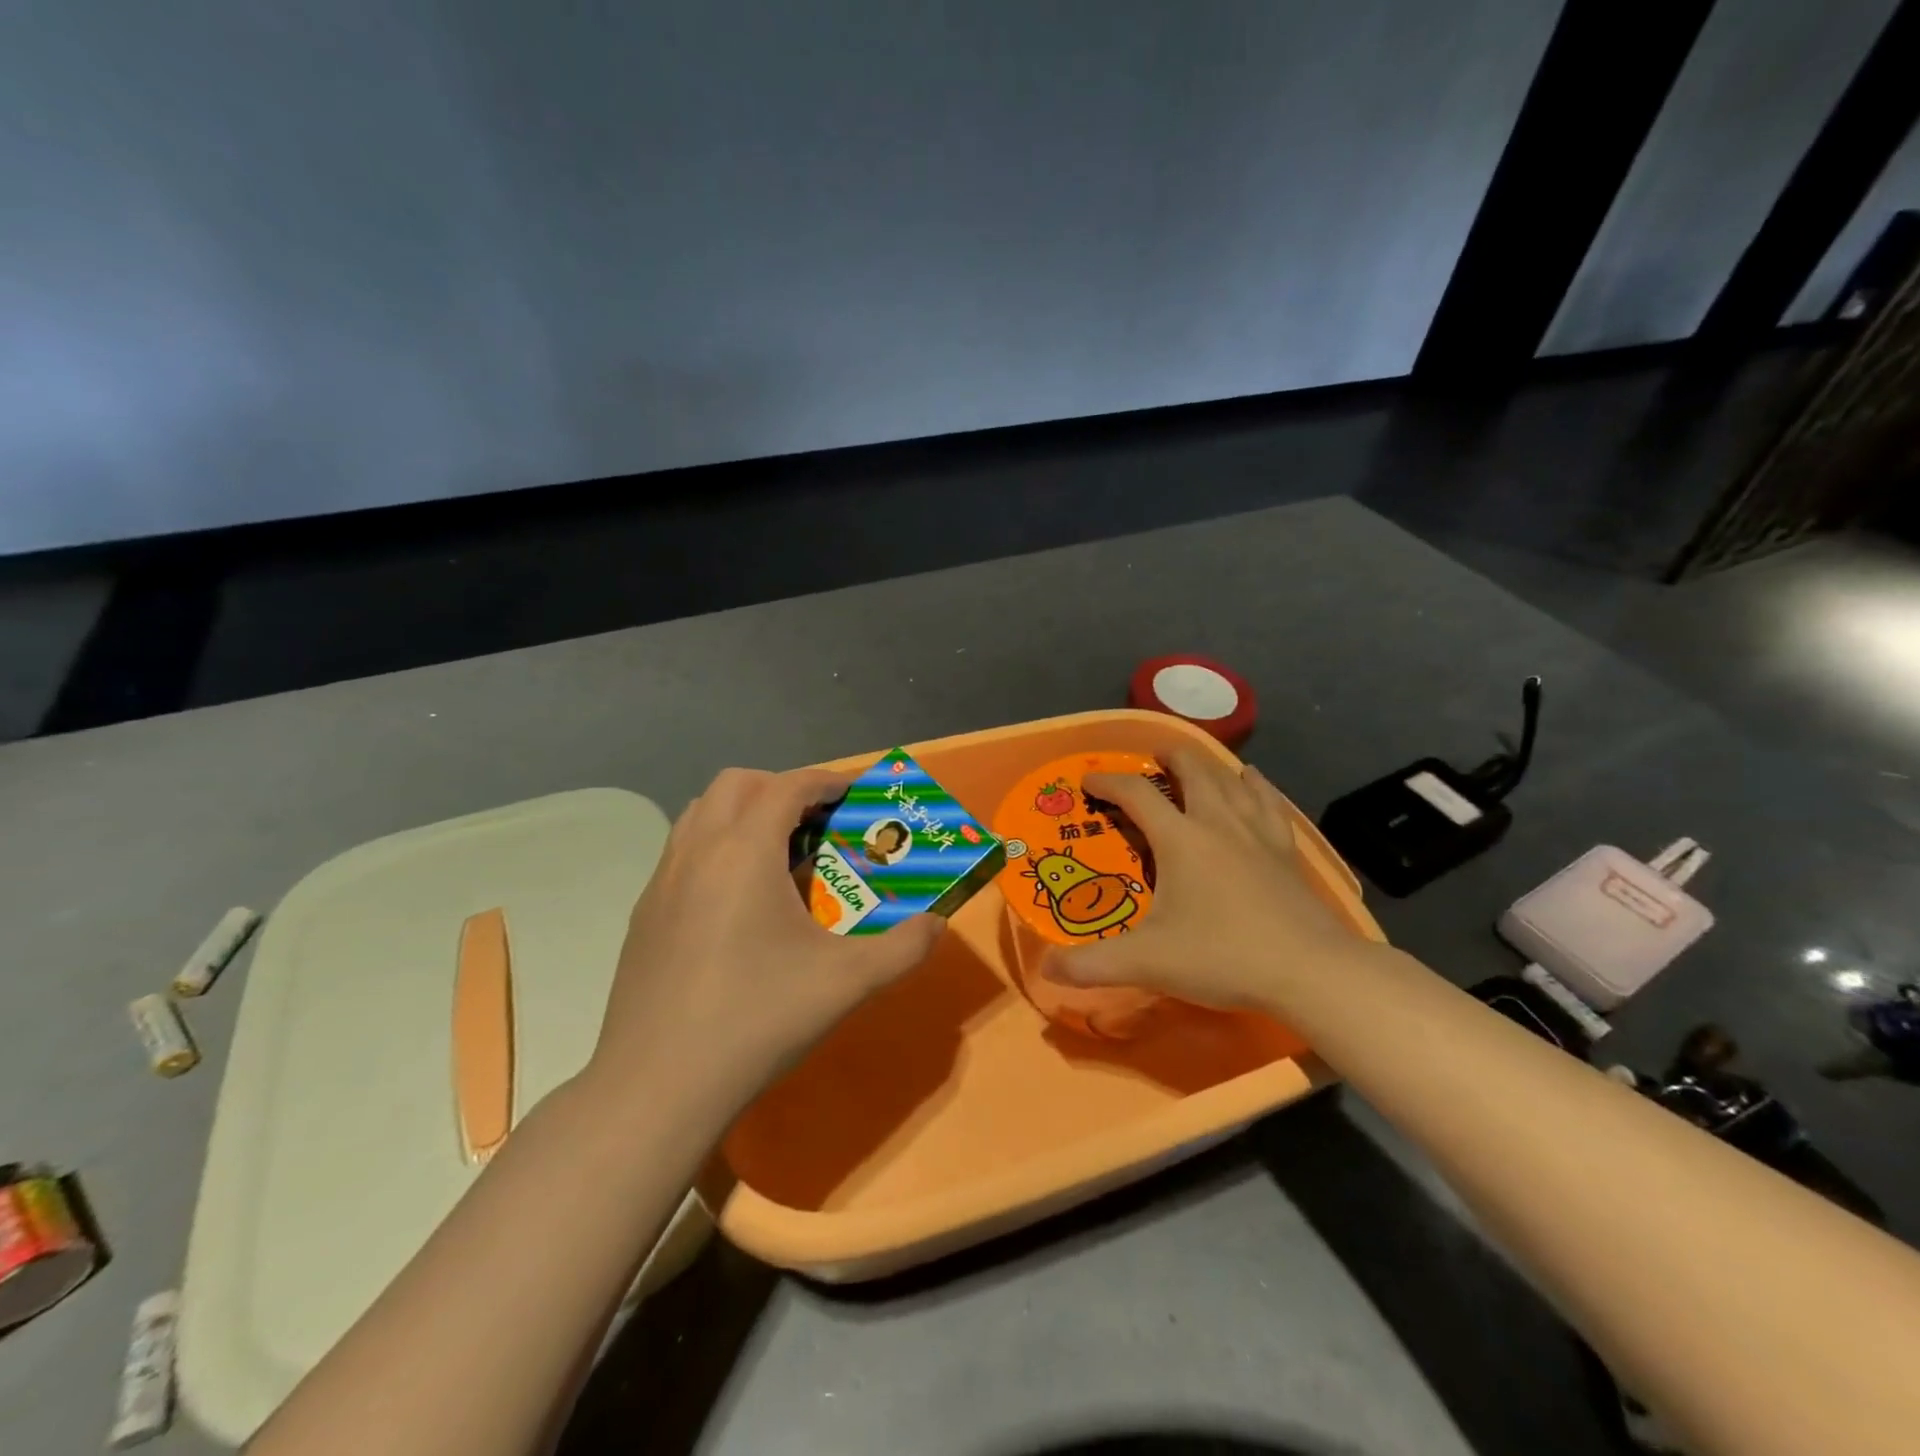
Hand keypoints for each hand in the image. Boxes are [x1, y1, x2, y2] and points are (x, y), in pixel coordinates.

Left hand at [580, 766, 943, 1121]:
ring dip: (743, 813)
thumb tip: (937, 925)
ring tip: (779, 855)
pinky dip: (716, 848)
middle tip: (817, 822)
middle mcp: (697, 851)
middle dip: (781, 788)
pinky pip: (683, 852)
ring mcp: (662, 882)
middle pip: (737, 784)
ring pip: (701, 813)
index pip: (788, 786)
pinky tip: (739, 903)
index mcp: (744, 852)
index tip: (856, 792)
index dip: (827, 780)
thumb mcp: (847, 983)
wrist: (657, 1087)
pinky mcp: (644, 914)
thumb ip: (903, 947)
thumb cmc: (757, 1019)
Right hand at [1041, 746, 1364, 1012]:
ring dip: (1210, 766)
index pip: (1136, 794)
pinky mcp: (1287, 851)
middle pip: (1193, 771)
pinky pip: (1269, 803)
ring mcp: (1258, 834)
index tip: (1088, 781)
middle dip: (1169, 758)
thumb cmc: (1223, 957)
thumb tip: (1043, 969)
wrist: (1310, 971)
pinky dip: (1256, 786)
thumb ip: (1091, 966)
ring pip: (1231, 782)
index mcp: (1180, 839)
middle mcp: (1218, 823)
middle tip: (1154, 757)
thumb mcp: (1147, 963)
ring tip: (1199, 764)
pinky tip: (1254, 782)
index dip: (1108, 782)